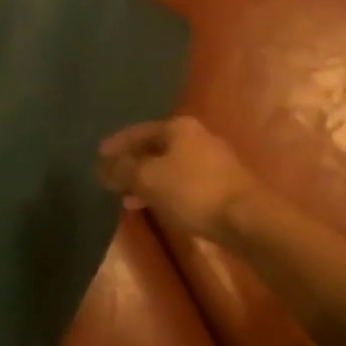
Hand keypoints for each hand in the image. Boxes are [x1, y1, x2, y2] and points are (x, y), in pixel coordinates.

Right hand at [96, 116, 261, 241]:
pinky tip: (155, 206)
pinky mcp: (221, 183)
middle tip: (110, 177)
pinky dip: (164, 190)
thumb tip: (104, 166)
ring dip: (147, 179)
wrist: (246, 217)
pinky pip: (182, 182)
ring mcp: (211, 160)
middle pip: (155, 147)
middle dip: (132, 163)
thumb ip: (124, 170)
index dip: (116, 144)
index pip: (138, 131)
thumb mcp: (149, 179)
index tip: (98, 156)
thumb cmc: (193, 191)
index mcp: (178, 127)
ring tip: (127, 197)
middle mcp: (196, 136)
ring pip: (169, 166)